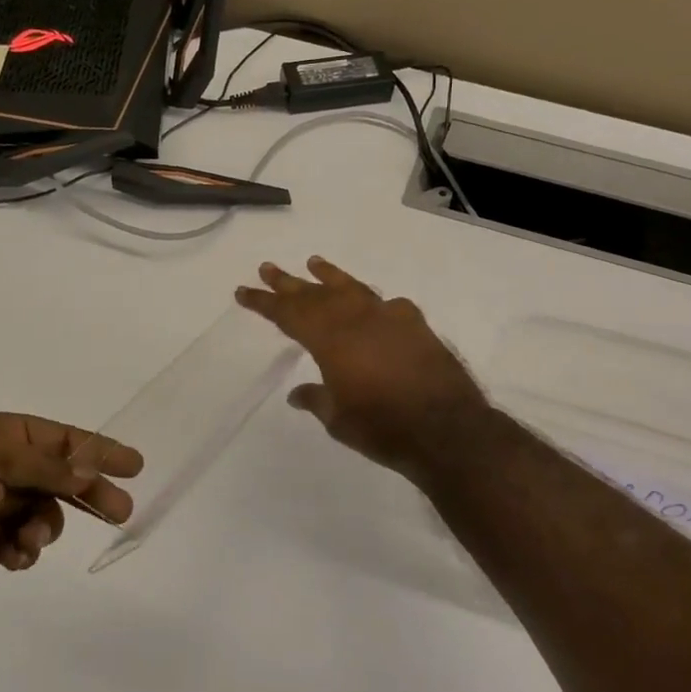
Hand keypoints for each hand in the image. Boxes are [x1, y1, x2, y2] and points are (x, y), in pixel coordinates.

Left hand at [0, 412, 141, 642]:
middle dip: (84, 491)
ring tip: (30, 544)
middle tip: (121, 512)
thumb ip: (43, 463)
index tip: (134, 464)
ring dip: (43, 526)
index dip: (94, 447)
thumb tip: (88, 470)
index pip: (51, 436)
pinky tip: (12, 560)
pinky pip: (13, 539)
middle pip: (49, 473)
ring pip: (35, 509)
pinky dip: (20, 549)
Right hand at [235, 257, 490, 478]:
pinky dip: (373, 302)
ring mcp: (389, 318)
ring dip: (330, 276)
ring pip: (352, 289)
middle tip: (268, 268)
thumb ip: (317, 399)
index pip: (289, 314)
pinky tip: (372, 303)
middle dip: (289, 283)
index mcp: (331, 339)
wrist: (447, 428)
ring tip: (314, 262)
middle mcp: (357, 319)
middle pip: (316, 295)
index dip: (264, 303)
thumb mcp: (338, 419)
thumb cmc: (383, 427)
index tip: (243, 291)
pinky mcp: (416, 325)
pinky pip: (387, 305)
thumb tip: (297, 394)